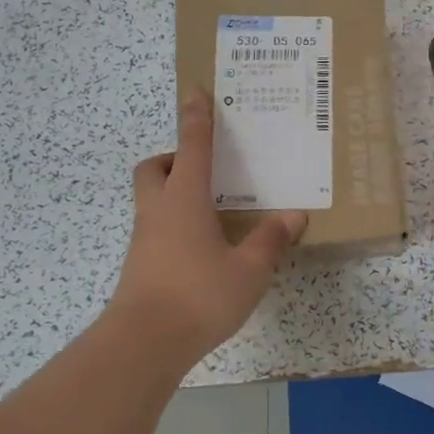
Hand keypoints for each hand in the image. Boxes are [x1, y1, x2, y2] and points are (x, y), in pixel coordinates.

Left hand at [109, 89, 307, 357]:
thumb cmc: (199, 295)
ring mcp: (144, 239)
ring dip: (175, 193)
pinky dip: (177, 224)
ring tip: (214, 211)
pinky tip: (203, 248)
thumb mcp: (249, 270)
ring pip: (153, 199)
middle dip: (174, 158)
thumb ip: (270, 240)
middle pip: (155, 168)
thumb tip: (293, 215)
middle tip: (204, 168)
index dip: (196, 117)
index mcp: (185, 200)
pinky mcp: (140, 264)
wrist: (144, 343)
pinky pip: (157, 228)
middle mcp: (159, 211)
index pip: (193, 146)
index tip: (196, 89)